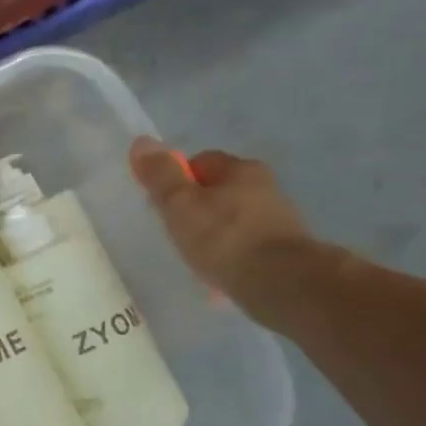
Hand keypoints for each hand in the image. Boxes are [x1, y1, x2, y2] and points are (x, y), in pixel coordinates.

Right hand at [128, 138, 336, 328]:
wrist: (282, 283)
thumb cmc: (224, 237)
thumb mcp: (180, 204)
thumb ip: (160, 175)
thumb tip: (141, 141)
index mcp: (241, 169)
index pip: (200, 162)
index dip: (176, 180)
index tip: (162, 205)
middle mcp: (264, 186)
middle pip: (217, 190)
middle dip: (195, 208)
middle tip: (175, 231)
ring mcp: (278, 218)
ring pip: (232, 218)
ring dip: (214, 232)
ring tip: (196, 256)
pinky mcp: (284, 249)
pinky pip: (244, 244)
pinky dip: (229, 253)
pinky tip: (218, 272)